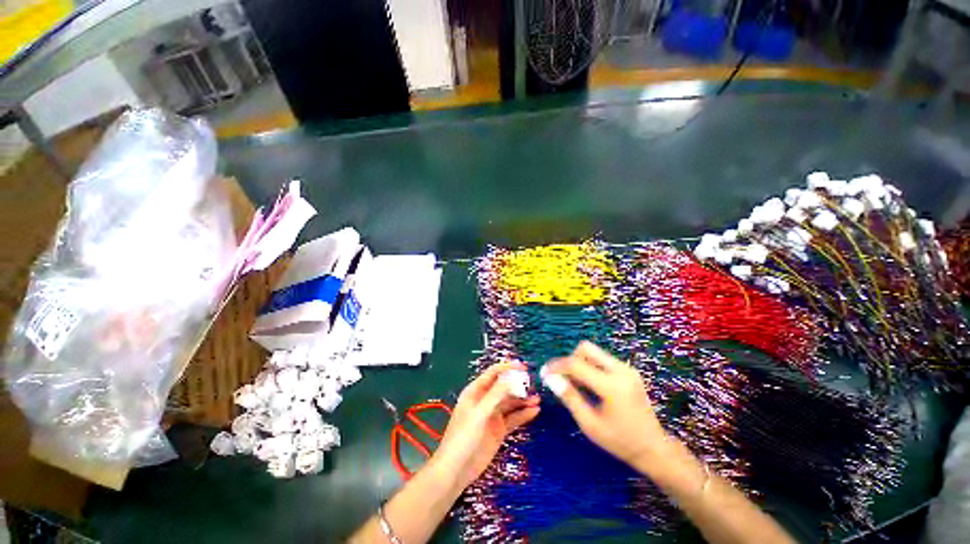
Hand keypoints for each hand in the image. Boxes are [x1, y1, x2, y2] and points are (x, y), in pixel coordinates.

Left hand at [430, 361, 539, 488]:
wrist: (457, 470)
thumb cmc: (464, 436)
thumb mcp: (480, 412)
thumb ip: (496, 394)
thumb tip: (512, 377)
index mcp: (476, 391)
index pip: (493, 373)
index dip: (507, 368)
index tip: (523, 367)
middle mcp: (485, 400)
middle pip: (504, 387)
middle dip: (518, 384)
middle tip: (533, 384)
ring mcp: (493, 415)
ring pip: (510, 402)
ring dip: (523, 399)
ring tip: (537, 398)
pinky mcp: (499, 430)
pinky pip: (513, 418)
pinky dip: (524, 414)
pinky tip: (535, 411)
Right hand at [542, 342, 666, 466]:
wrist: (654, 448)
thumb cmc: (620, 441)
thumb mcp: (590, 424)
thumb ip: (569, 398)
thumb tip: (551, 378)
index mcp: (611, 386)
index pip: (576, 364)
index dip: (557, 366)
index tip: (545, 373)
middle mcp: (620, 370)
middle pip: (585, 348)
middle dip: (570, 360)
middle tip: (565, 379)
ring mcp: (627, 369)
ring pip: (594, 352)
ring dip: (580, 363)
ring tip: (577, 385)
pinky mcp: (629, 371)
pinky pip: (602, 359)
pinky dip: (591, 367)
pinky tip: (590, 386)